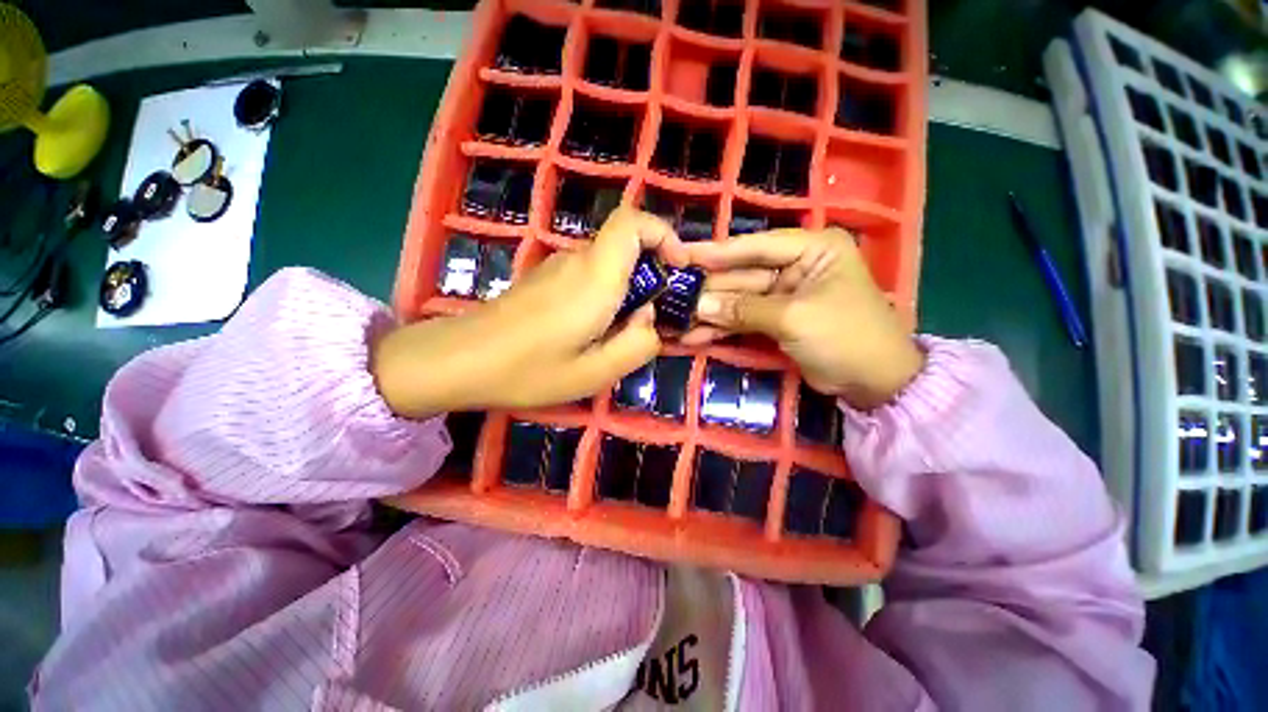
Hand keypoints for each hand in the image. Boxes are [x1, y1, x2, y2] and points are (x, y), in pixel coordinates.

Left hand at [373, 208, 686, 417]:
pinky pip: (589, 276)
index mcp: (595, 277)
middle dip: (650, 275)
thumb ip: (637, 344)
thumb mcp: (595, 373)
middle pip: (626, 246)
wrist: (460, 360)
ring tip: (619, 335)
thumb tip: (650, 319)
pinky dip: (605, 296)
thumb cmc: (529, 370)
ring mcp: (557, 267)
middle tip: (650, 320)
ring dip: (627, 291)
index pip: (633, 221)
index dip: (663, 233)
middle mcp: (577, 260)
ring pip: (608, 264)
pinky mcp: (545, 279)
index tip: (677, 267)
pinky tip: (591, 332)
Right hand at [683, 227, 922, 409]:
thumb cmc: (845, 336)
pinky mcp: (776, 321)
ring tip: (676, 321)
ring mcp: (783, 296)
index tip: (683, 255)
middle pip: (742, 276)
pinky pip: (742, 320)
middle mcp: (796, 266)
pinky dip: (720, 329)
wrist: (874, 383)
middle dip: (708, 290)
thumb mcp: (794, 318)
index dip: (718, 253)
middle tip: (671, 295)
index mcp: (812, 249)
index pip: (757, 246)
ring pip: (738, 301)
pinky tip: (694, 336)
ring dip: (709, 313)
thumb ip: (744, 309)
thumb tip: (699, 305)